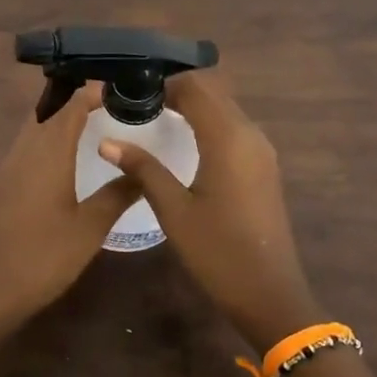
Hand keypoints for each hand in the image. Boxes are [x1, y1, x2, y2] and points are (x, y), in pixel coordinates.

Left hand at [0, 85, 139, 323]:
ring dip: (59, 117)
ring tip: (93, 121)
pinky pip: (27, 144)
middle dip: (75, 99)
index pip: (70, 106)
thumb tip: (142, 170)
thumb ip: (117, 194)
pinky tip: (65, 155)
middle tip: (110, 101)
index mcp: (48, 153)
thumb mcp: (89, 228)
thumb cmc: (44, 257)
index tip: (119, 87)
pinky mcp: (2, 184)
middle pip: (48, 110)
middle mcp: (25, 150)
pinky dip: (48, 136)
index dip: (92, 92)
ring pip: (34, 126)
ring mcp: (9, 166)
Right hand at [99, 73, 321, 349]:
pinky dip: (209, 122)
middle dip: (177, 89)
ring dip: (194, 104)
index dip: (163, 83)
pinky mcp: (264, 166)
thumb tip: (107, 140)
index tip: (131, 91)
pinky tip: (185, 139)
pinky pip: (234, 127)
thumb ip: (143, 168)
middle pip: (213, 92)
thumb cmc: (217, 251)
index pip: (195, 88)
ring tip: (156, 115)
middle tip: (138, 101)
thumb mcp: (173, 209)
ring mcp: (262, 150)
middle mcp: (250, 133)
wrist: (269, 293)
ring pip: (225, 108)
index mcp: (228, 137)